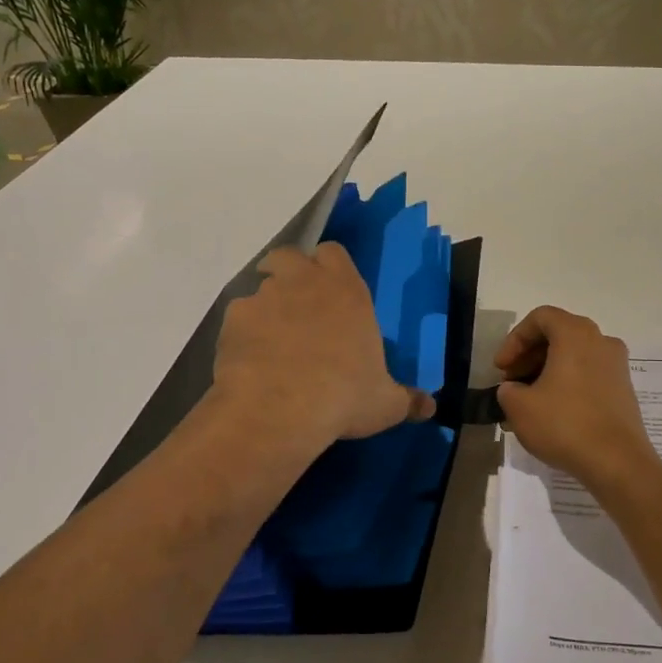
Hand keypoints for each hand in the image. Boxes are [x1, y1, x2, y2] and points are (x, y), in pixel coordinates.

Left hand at [213, 243, 435, 452]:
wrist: (279, 409)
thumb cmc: (343, 396)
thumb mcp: (385, 404)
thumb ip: (407, 400)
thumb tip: (429, 408)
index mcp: (346, 291)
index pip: (334, 253)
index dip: (330, 267)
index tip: (330, 288)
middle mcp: (303, 283)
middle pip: (289, 256)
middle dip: (288, 273)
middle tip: (295, 305)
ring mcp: (263, 298)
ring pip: (258, 288)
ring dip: (264, 306)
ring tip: (270, 342)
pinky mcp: (232, 322)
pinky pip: (237, 320)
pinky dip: (242, 335)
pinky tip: (249, 362)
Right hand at [492, 306, 661, 493]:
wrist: (617, 462)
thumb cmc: (565, 424)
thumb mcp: (519, 407)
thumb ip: (507, 390)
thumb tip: (513, 389)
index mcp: (576, 334)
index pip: (540, 318)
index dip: (514, 340)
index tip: (501, 368)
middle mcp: (601, 341)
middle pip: (558, 335)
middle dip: (529, 356)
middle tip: (511, 382)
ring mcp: (616, 365)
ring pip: (573, 355)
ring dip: (546, 371)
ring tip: (527, 400)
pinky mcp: (623, 389)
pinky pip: (588, 374)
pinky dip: (566, 383)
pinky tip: (551, 411)